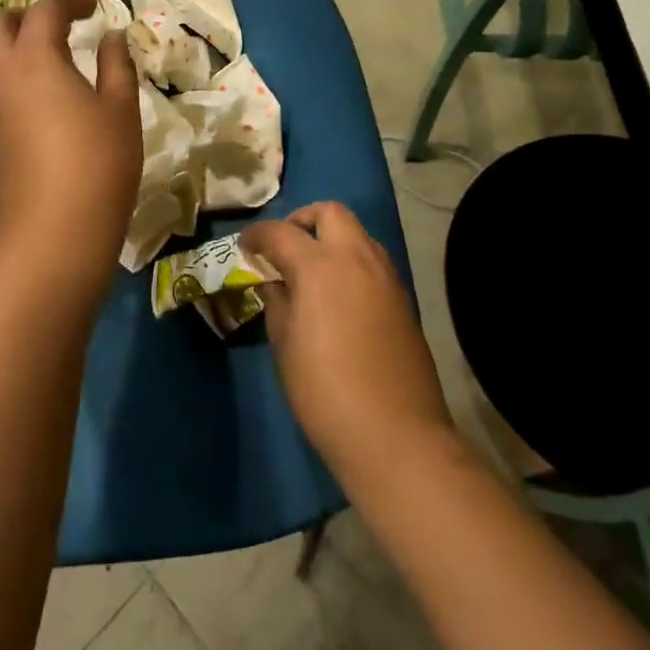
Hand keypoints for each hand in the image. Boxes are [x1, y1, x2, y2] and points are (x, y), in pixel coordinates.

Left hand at [0, 0, 141, 285]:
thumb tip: (112, 36)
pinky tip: (29, 95)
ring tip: (40, 56)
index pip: (45, 10)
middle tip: (59, 26)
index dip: (71, 1)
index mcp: (34, 57)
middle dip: (26, 15)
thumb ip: (116, 64)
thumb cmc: (97, 164)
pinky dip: (1, 73)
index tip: (94, 9)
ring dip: (7, 43)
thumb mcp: (120, 109)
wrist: (53, 233)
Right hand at [243, 203, 457, 483]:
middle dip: (303, 220)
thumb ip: (278, 301)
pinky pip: (373, 261)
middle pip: (330, 213)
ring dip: (331, 239)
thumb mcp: (284, 344)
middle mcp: (356, 259)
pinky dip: (351, 262)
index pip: (280, 232)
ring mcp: (386, 277)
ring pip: (357, 234)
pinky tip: (338, 295)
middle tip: (284, 247)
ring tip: (311, 270)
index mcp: (319, 266)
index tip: (245, 247)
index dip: (257, 235)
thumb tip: (276, 282)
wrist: (395, 436)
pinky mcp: (403, 299)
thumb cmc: (324, 392)